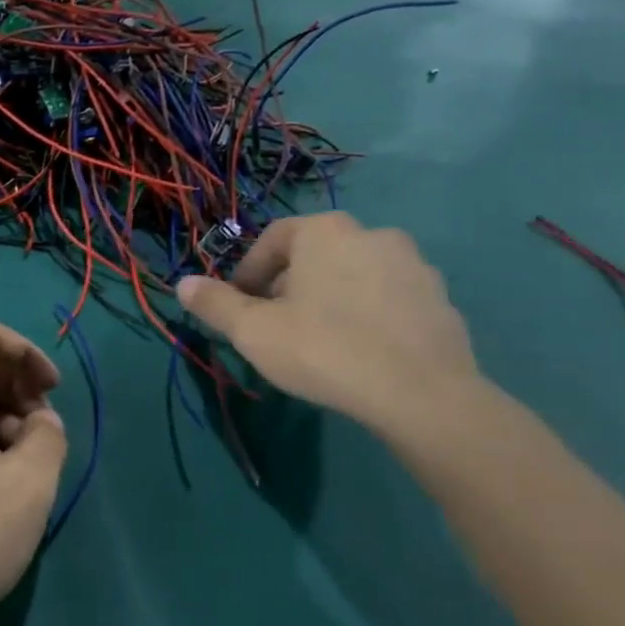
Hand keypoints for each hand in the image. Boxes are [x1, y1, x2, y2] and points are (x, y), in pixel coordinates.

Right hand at [176, 212, 478, 429]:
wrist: (422, 394)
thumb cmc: (324, 349)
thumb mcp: (252, 331)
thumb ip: (214, 303)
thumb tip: (183, 284)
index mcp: (324, 231)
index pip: (272, 239)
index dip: (248, 272)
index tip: (239, 306)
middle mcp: (373, 233)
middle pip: (314, 255)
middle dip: (288, 286)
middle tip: (274, 326)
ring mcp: (415, 265)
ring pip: (353, 275)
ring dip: (329, 298)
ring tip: (316, 340)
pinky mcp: (441, 300)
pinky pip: (388, 299)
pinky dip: (367, 315)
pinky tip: (358, 351)